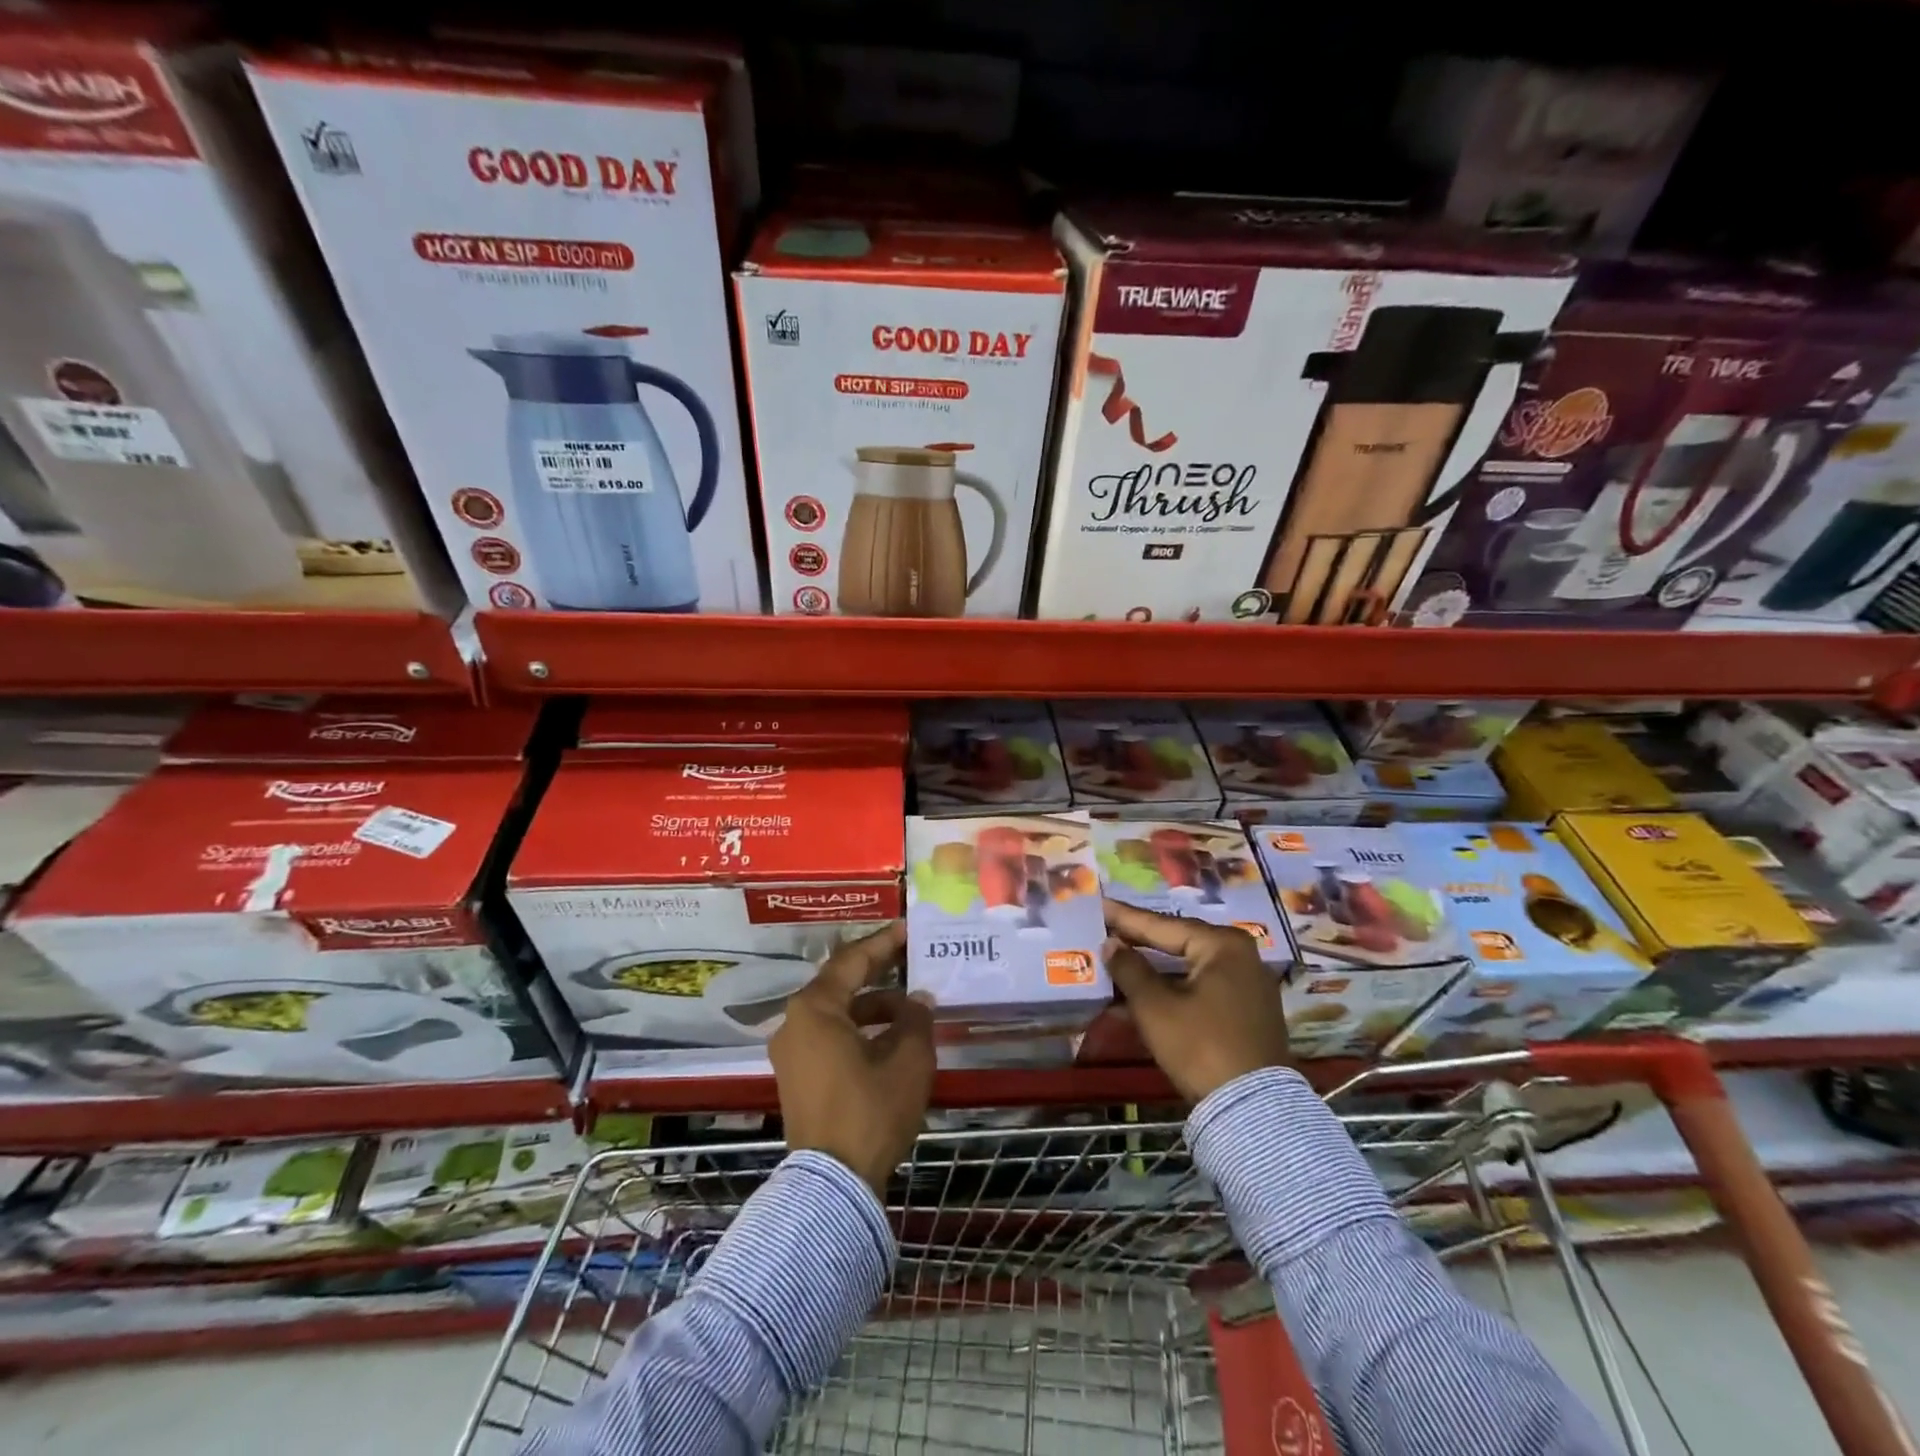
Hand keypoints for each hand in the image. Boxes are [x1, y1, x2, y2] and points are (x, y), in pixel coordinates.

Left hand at [770, 922, 933, 1195]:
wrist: (832, 1185)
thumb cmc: (870, 1111)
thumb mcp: (908, 1060)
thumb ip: (916, 1019)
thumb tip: (917, 999)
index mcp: (815, 1009)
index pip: (852, 961)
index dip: (883, 943)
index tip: (907, 928)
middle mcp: (795, 1022)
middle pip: (841, 984)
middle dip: (878, 971)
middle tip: (911, 958)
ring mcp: (792, 1052)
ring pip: (837, 1013)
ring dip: (873, 1007)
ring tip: (911, 1007)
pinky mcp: (797, 1077)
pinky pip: (830, 1036)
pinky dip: (859, 1030)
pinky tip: (890, 1038)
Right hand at [1103, 899, 1290, 1102]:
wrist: (1252, 1111)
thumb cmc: (1201, 1046)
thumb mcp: (1155, 1007)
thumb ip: (1129, 969)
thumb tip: (1111, 944)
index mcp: (1223, 945)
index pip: (1162, 925)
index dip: (1126, 918)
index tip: (1099, 905)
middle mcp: (1240, 956)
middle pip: (1177, 943)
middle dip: (1138, 943)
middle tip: (1104, 929)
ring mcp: (1246, 985)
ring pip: (1186, 969)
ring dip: (1150, 971)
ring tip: (1114, 962)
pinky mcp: (1245, 1012)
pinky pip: (1198, 988)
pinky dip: (1169, 990)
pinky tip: (1138, 995)